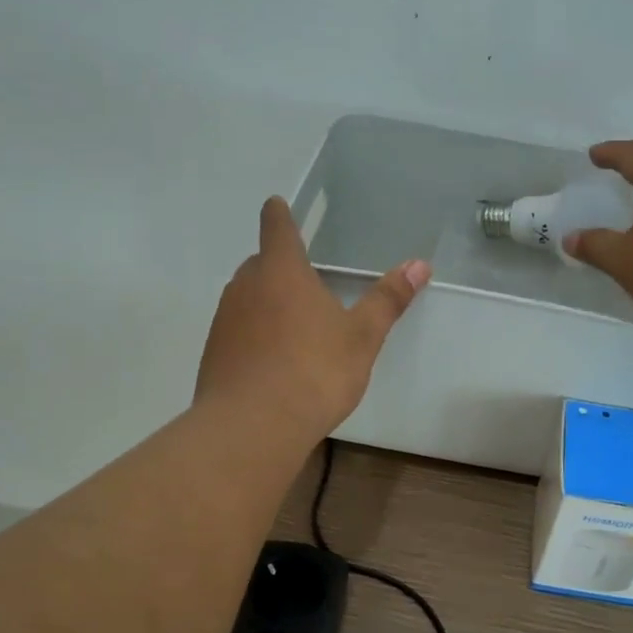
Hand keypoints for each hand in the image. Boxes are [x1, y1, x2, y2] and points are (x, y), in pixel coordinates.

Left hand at [197, 197, 430, 440]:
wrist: (253, 426)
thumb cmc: (314, 371)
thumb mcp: (362, 337)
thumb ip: (387, 300)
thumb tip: (419, 264)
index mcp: (282, 271)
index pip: (277, 227)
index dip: (280, 215)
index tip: (279, 206)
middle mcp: (246, 286)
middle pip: (260, 264)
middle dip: (280, 267)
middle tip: (306, 284)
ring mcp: (224, 320)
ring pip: (247, 298)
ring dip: (267, 304)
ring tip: (294, 329)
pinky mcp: (213, 353)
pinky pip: (237, 331)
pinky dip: (254, 336)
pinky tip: (273, 363)